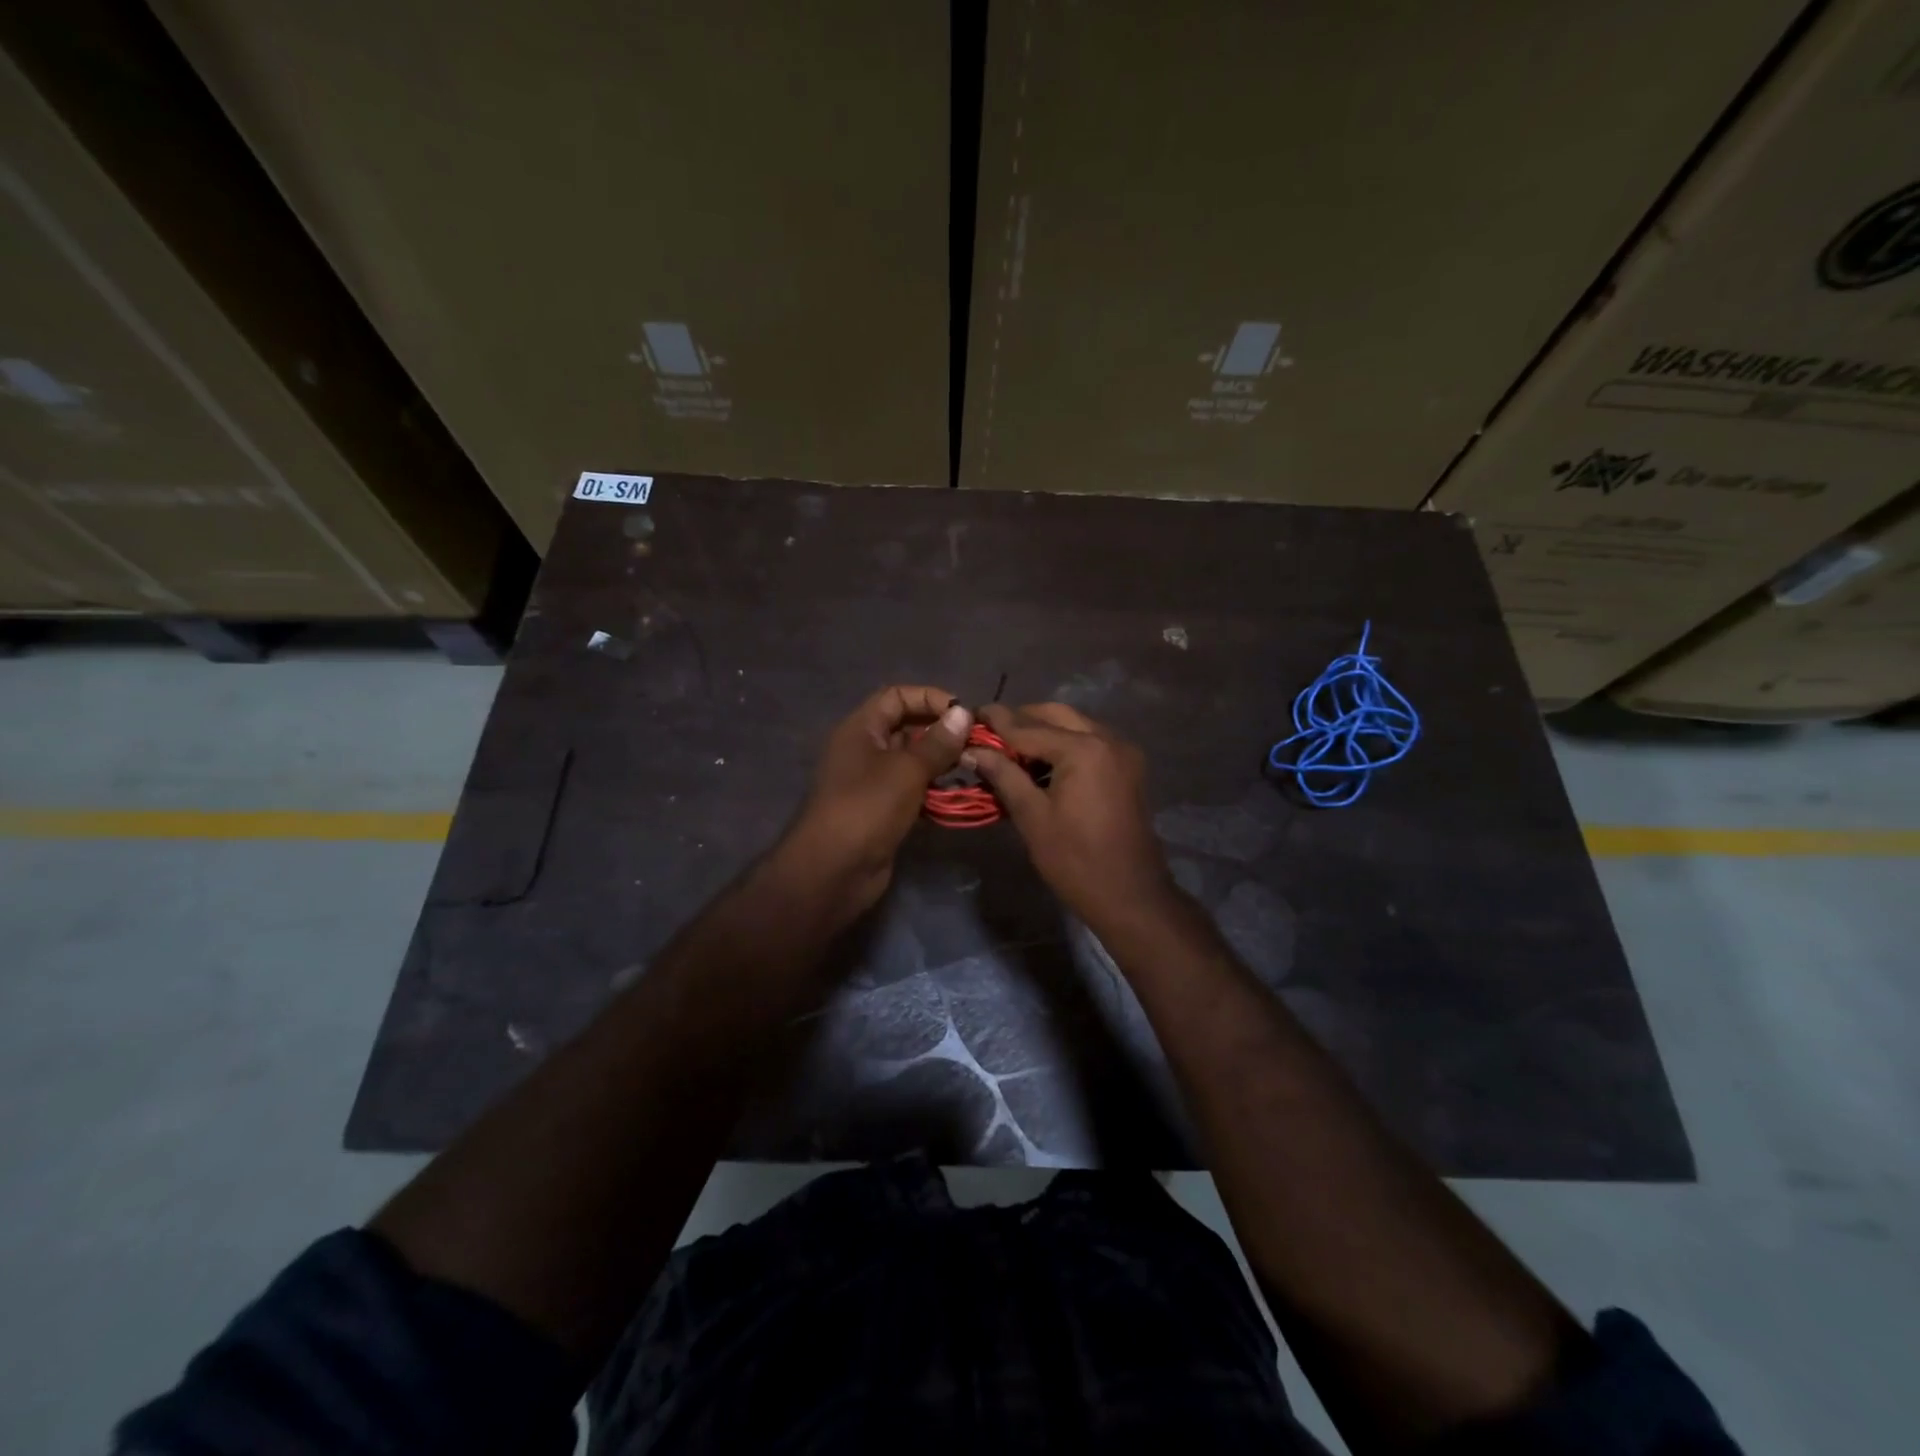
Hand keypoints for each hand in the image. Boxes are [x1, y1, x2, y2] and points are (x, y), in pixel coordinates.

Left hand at [777, 685, 972, 919]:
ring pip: (912, 762)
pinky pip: (912, 790)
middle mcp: (864, 750)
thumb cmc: (868, 808)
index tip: (963, 714)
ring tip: (973, 767)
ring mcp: (872, 782)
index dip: (929, 698)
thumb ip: (937, 742)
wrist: (834, 870)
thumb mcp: (907, 770)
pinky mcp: (882, 811)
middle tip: (975, 743)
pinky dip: (933, 790)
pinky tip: (959, 795)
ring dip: (941, 763)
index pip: (896, 696)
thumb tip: (963, 713)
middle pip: (906, 727)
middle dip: (941, 732)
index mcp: (861, 729)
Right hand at [968, 702, 1175, 929]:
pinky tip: (1042, 764)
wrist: (1131, 896)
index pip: (1028, 727)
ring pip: (1075, 724)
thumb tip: (972, 751)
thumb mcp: (1032, 817)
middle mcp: (1107, 738)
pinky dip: (1065, 744)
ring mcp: (1123, 752)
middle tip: (990, 733)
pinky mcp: (1128, 767)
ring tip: (1010, 750)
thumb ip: (1003, 775)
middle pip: (1055, 715)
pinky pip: (1091, 741)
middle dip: (1022, 719)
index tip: (968, 714)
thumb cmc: (1075, 860)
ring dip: (1043, 730)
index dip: (996, 722)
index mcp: (1083, 749)